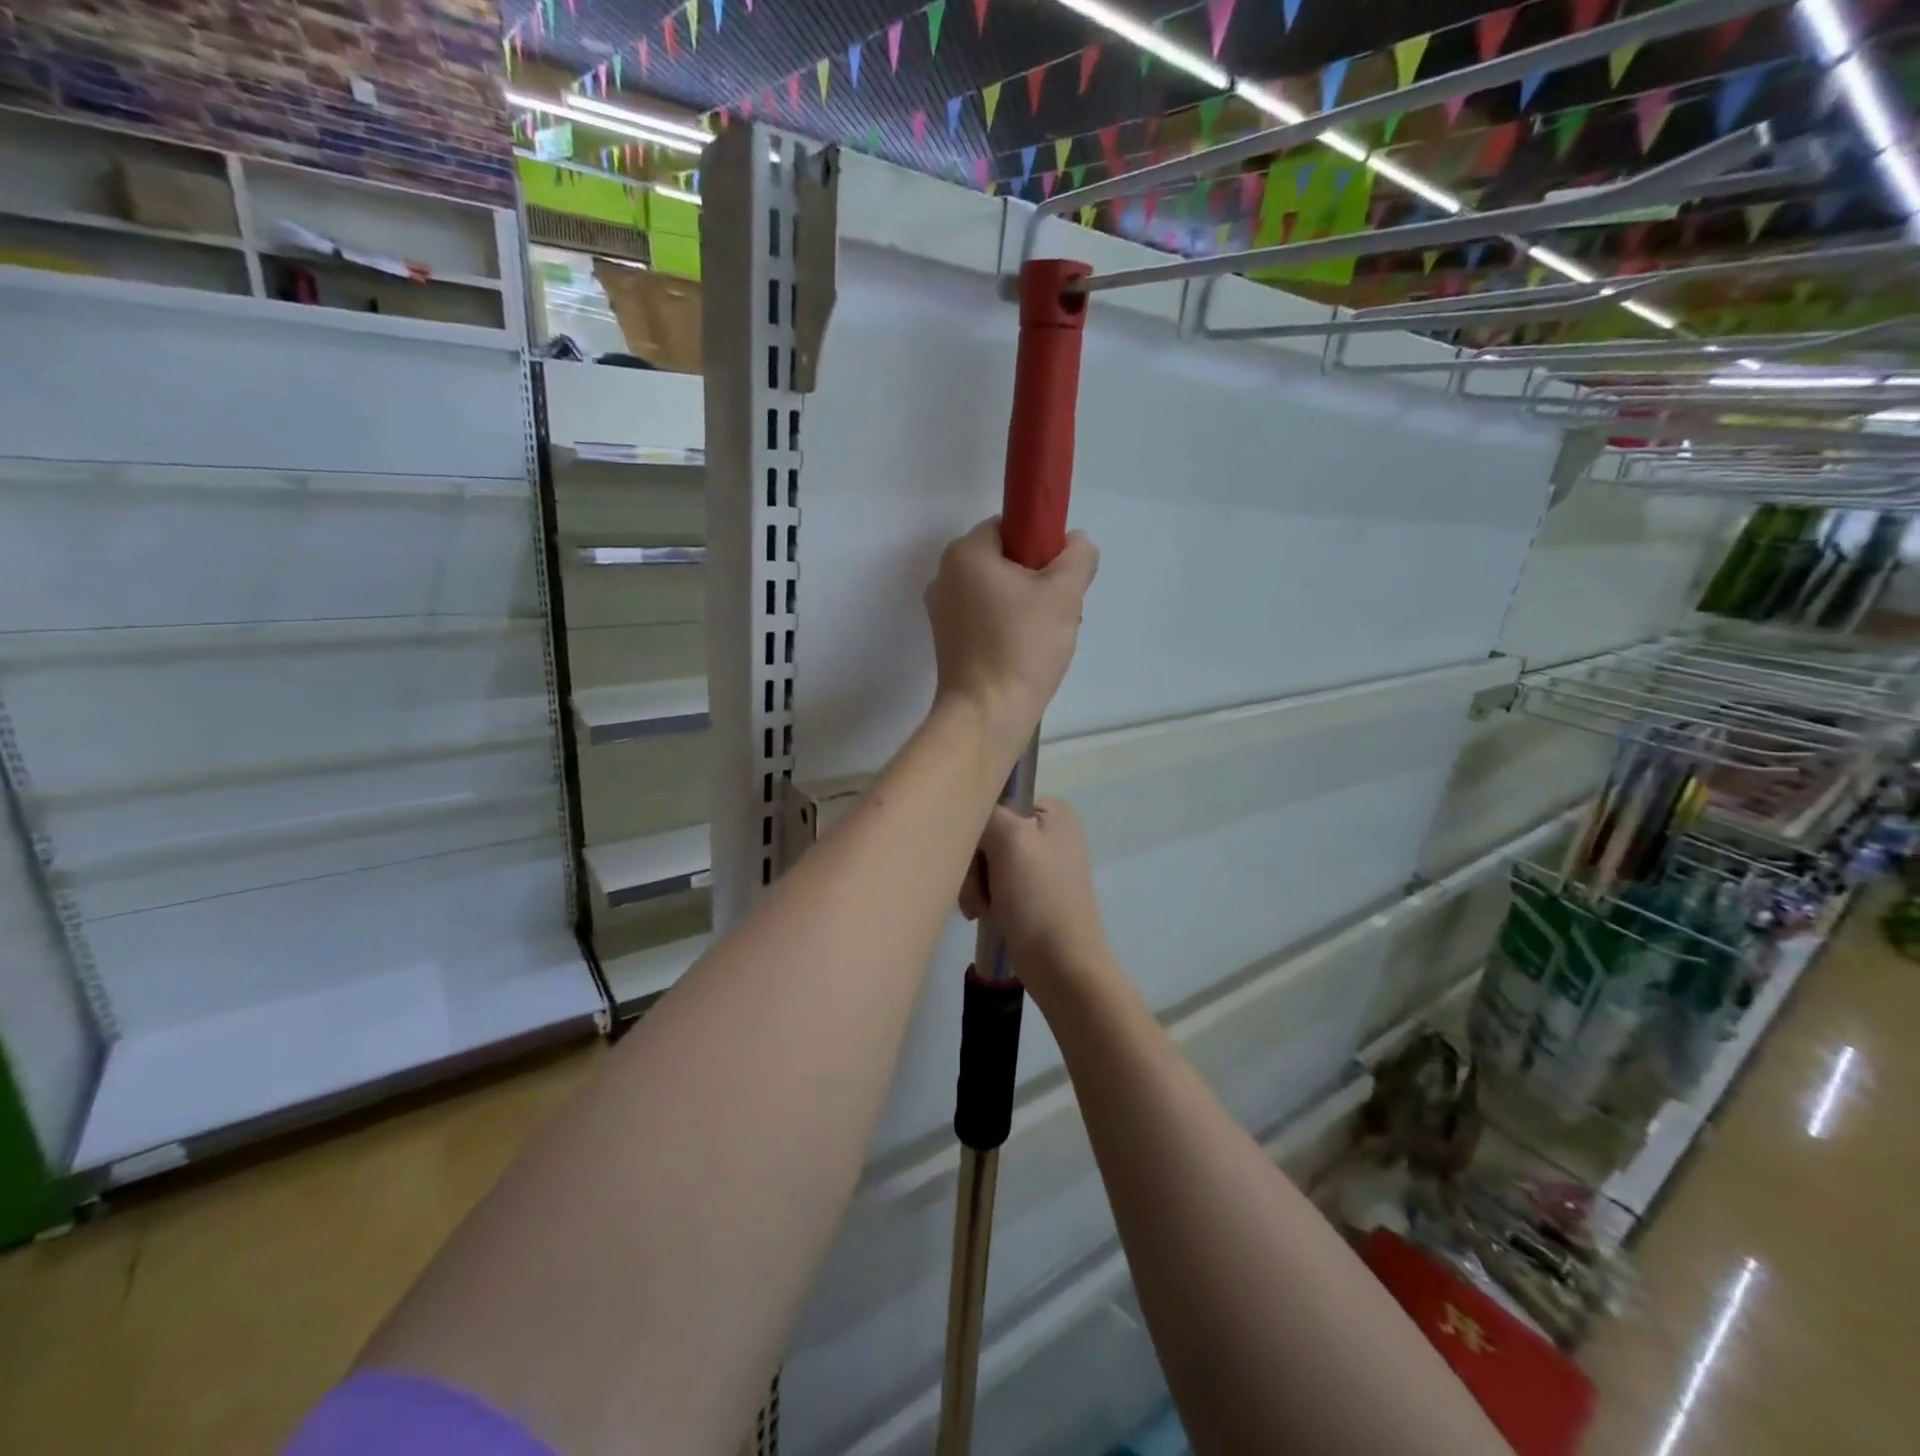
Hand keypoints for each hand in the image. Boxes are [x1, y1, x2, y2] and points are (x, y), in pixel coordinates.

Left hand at [925, 519, 1098, 756]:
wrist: (986, 714)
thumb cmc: (1022, 646)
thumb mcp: (1064, 593)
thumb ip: (1077, 557)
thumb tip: (1075, 542)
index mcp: (965, 552)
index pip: (1010, 527)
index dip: (1042, 546)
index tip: (1061, 577)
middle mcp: (944, 576)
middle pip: (1004, 560)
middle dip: (1038, 580)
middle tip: (1061, 610)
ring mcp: (941, 611)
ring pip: (997, 592)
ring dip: (1026, 606)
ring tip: (1047, 636)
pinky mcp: (947, 642)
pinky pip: (985, 619)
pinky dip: (1008, 627)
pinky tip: (1028, 652)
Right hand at [960, 799, 1115, 1001]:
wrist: (1061, 965)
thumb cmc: (1038, 898)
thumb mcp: (1010, 839)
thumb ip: (987, 813)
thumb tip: (972, 813)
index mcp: (1052, 811)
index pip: (995, 802)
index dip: (978, 828)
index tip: (976, 857)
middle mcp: (1048, 831)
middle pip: (987, 834)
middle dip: (975, 865)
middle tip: (978, 892)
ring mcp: (1039, 863)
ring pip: (984, 861)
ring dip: (975, 885)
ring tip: (980, 909)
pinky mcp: (1030, 892)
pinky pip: (991, 883)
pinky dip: (983, 899)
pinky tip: (983, 916)